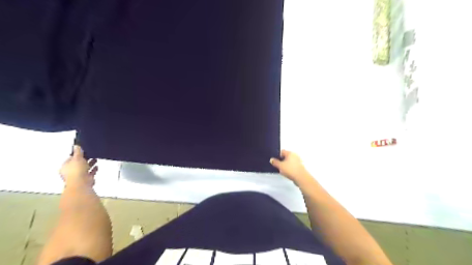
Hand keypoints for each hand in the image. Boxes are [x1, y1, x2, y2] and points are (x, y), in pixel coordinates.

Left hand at [60, 146, 98, 187]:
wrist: (81, 182)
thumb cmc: (76, 171)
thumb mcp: (77, 158)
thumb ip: (78, 152)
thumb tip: (76, 146)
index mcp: (65, 166)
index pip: (70, 159)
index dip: (76, 155)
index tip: (82, 151)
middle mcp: (70, 172)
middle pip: (78, 164)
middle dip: (84, 160)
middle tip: (90, 155)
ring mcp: (78, 176)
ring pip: (84, 168)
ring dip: (89, 164)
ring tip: (95, 159)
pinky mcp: (85, 179)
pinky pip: (90, 173)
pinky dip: (93, 170)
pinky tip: (96, 166)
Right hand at [272, 150, 312, 184]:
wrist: (301, 178)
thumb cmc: (291, 170)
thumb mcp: (280, 166)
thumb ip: (275, 162)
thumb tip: (272, 159)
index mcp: (290, 153)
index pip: (282, 151)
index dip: (277, 155)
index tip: (274, 160)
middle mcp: (295, 155)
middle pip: (286, 156)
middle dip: (281, 160)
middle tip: (277, 165)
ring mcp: (298, 161)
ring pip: (289, 161)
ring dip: (285, 164)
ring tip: (282, 170)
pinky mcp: (300, 167)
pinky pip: (292, 165)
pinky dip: (289, 168)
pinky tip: (287, 172)